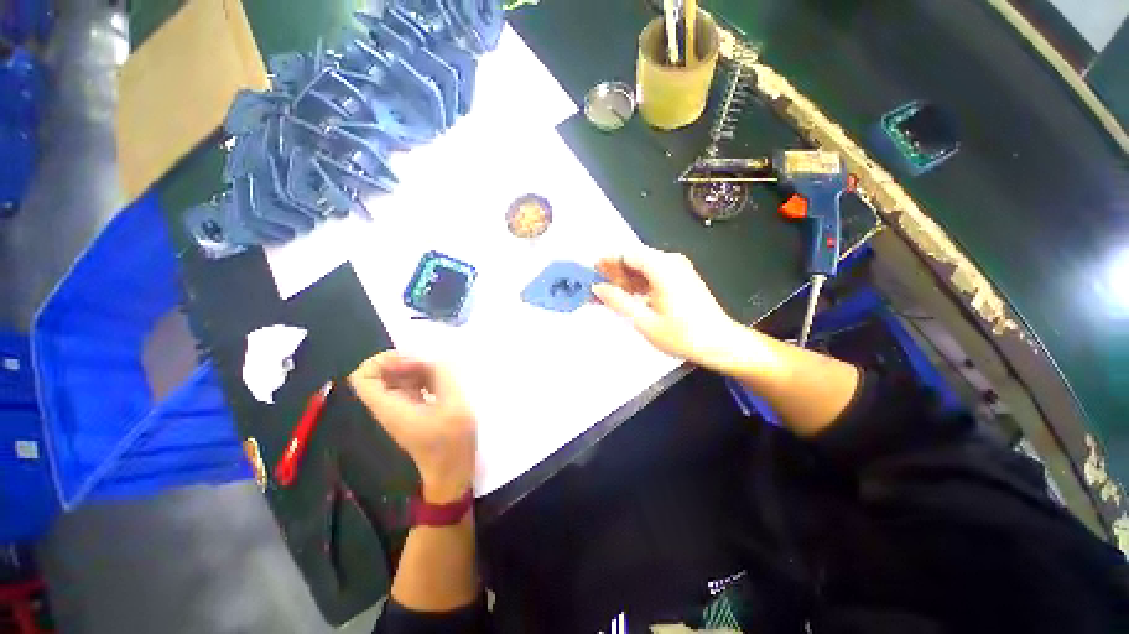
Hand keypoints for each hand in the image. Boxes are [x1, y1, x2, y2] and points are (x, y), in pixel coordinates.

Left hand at [349, 352, 475, 502]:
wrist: (453, 472)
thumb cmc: (452, 442)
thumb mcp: (454, 405)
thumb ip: (442, 376)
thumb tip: (432, 358)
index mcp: (390, 407)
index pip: (362, 377)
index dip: (382, 361)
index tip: (410, 359)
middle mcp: (389, 406)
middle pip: (380, 374)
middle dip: (403, 361)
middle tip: (431, 362)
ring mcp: (401, 409)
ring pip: (396, 379)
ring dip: (415, 368)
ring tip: (441, 370)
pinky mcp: (413, 411)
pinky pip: (410, 386)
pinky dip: (422, 377)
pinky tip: (442, 380)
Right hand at [593, 247, 742, 367]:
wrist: (720, 343)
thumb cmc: (682, 335)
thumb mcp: (644, 321)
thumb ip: (618, 301)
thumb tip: (597, 288)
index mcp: (662, 267)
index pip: (627, 254)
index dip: (607, 262)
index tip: (591, 273)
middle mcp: (670, 261)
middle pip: (635, 259)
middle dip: (614, 272)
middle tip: (597, 288)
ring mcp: (677, 269)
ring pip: (643, 267)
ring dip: (625, 279)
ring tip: (609, 296)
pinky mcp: (681, 278)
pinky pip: (653, 275)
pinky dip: (638, 284)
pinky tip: (628, 297)